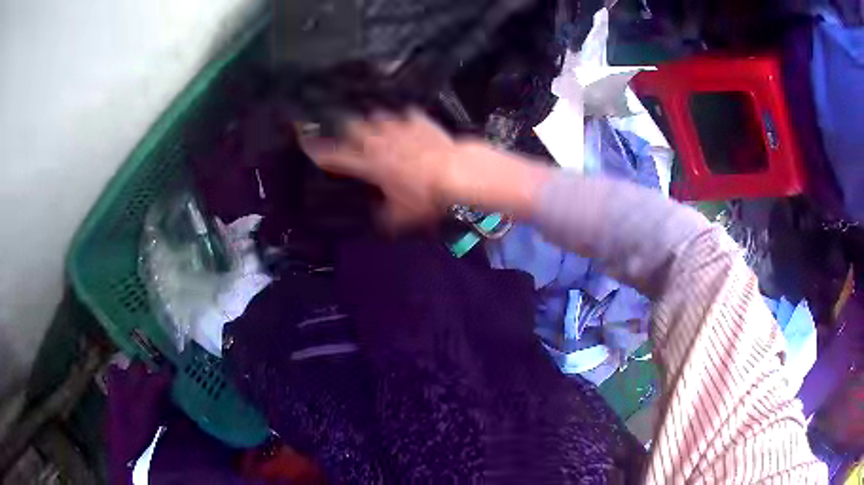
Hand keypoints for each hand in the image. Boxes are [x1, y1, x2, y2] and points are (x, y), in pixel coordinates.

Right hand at [300, 110, 459, 228]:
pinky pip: (406, 114)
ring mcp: (399, 127)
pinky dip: (404, 118)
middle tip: (344, 131)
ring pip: (376, 116)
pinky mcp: (419, 121)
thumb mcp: (402, 216)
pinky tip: (407, 121)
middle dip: (344, 128)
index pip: (334, 155)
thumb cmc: (425, 195)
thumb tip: (380, 220)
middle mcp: (378, 141)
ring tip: (375, 125)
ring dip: (373, 122)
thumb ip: (385, 217)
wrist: (456, 172)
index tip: (304, 143)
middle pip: (351, 126)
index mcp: (368, 163)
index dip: (317, 150)